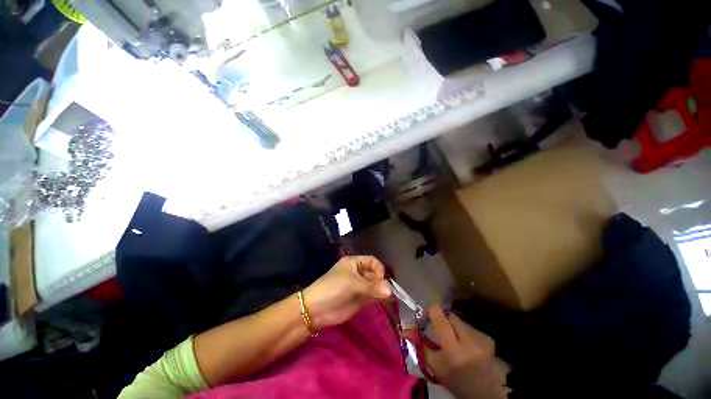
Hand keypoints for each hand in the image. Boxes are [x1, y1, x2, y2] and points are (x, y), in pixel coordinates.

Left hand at [303, 256, 390, 330]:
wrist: (316, 309)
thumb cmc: (333, 288)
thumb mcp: (352, 283)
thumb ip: (371, 286)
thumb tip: (390, 291)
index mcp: (354, 262)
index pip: (372, 261)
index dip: (378, 268)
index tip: (381, 279)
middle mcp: (358, 272)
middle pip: (375, 273)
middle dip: (381, 281)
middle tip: (388, 291)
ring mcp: (360, 286)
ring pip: (375, 285)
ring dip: (382, 290)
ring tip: (390, 297)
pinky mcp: (360, 299)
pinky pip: (373, 296)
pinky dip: (380, 298)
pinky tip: (387, 301)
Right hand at [425, 306, 510, 398]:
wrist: (482, 392)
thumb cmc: (454, 379)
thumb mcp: (433, 365)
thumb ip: (419, 344)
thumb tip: (403, 329)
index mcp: (453, 351)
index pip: (440, 316)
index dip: (432, 311)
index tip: (427, 317)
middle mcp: (469, 342)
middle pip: (450, 316)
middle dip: (443, 320)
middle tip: (441, 330)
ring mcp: (482, 340)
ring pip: (460, 320)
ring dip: (454, 327)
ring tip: (455, 340)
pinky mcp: (489, 339)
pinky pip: (470, 326)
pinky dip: (465, 332)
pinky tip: (467, 344)